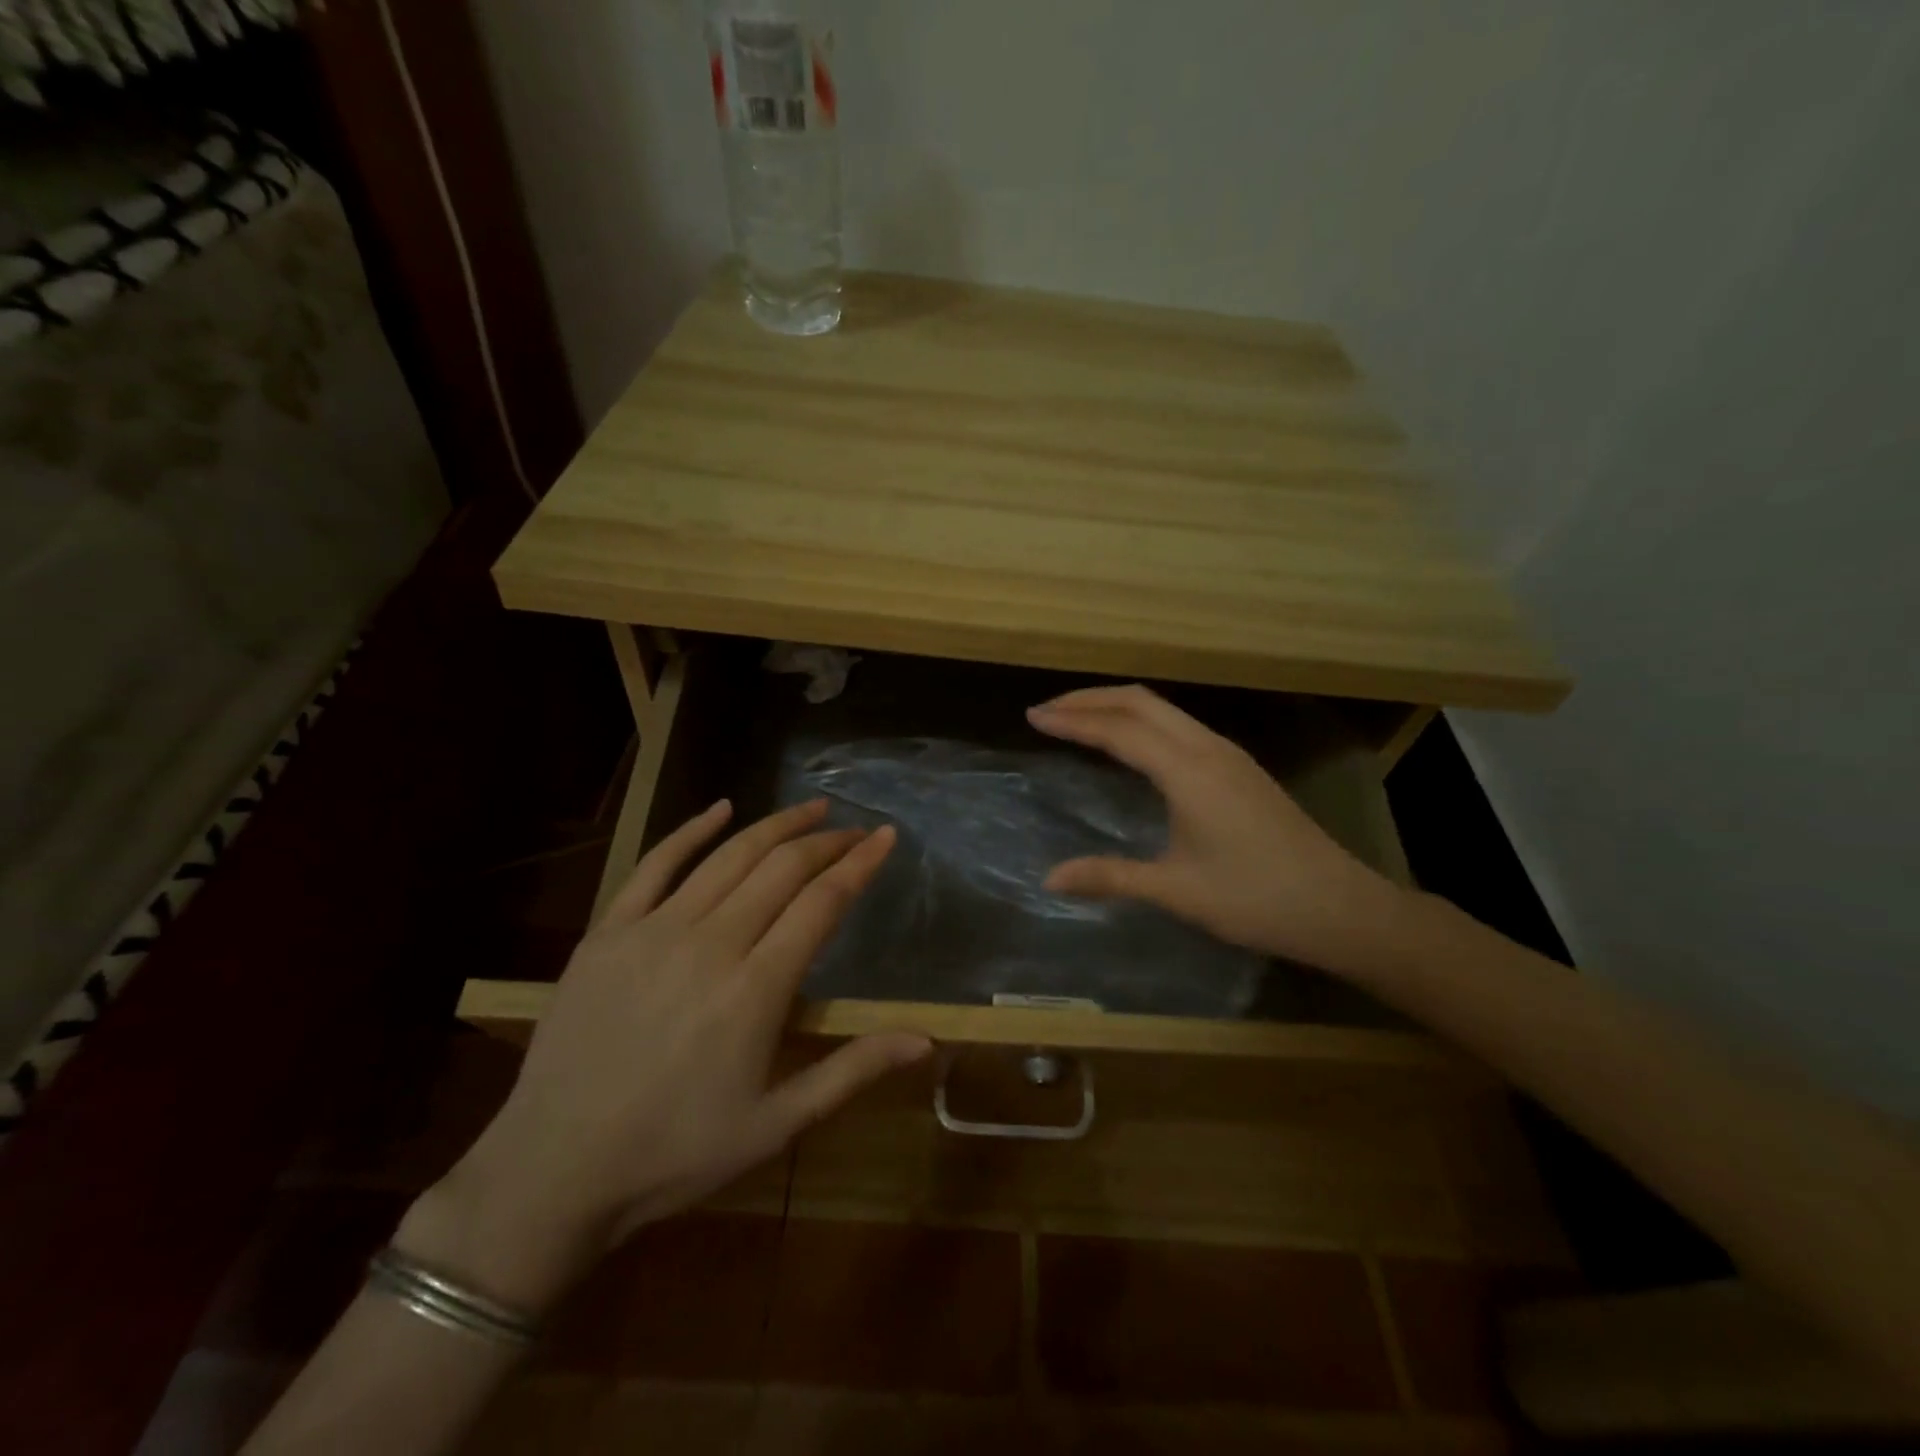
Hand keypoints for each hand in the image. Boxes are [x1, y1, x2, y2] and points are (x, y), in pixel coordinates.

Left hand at [395, 800, 929, 1312]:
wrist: (553, 1170)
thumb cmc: (676, 1153)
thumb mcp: (777, 1124)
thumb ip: (852, 1070)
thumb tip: (926, 1041)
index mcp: (756, 989)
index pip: (822, 902)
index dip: (859, 863)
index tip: (885, 836)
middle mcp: (711, 943)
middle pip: (782, 868)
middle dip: (826, 840)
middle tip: (853, 828)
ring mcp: (654, 930)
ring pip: (729, 856)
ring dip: (775, 825)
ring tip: (809, 808)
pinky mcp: (609, 931)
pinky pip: (655, 863)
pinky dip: (692, 830)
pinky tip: (721, 808)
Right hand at [1027, 685, 1412, 975]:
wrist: (1340, 908)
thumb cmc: (1255, 899)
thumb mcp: (1175, 891)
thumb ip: (1110, 877)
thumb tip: (1050, 879)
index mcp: (1188, 771)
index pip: (1118, 730)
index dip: (1072, 720)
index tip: (1032, 717)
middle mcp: (1207, 749)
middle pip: (1141, 702)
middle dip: (1090, 699)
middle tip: (1048, 711)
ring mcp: (1228, 755)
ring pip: (1163, 710)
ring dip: (1117, 706)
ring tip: (1079, 720)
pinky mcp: (1240, 768)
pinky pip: (1179, 726)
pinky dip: (1142, 721)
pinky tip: (1131, 745)